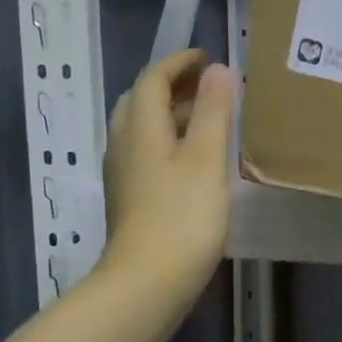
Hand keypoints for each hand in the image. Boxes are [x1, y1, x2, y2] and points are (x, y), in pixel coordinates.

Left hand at [100, 50, 235, 297]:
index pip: (153, 78)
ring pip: (142, 129)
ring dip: (171, 115)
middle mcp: (124, 144)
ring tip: (208, 119)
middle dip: (172, 86)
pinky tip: (194, 161)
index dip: (178, 62)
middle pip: (141, 101)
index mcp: (140, 127)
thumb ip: (214, 111)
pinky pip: (146, 153)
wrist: (146, 283)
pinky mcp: (130, 199)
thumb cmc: (182, 216)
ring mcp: (124, 175)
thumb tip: (218, 70)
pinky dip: (169, 142)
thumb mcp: (206, 158)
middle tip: (208, 87)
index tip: (207, 57)